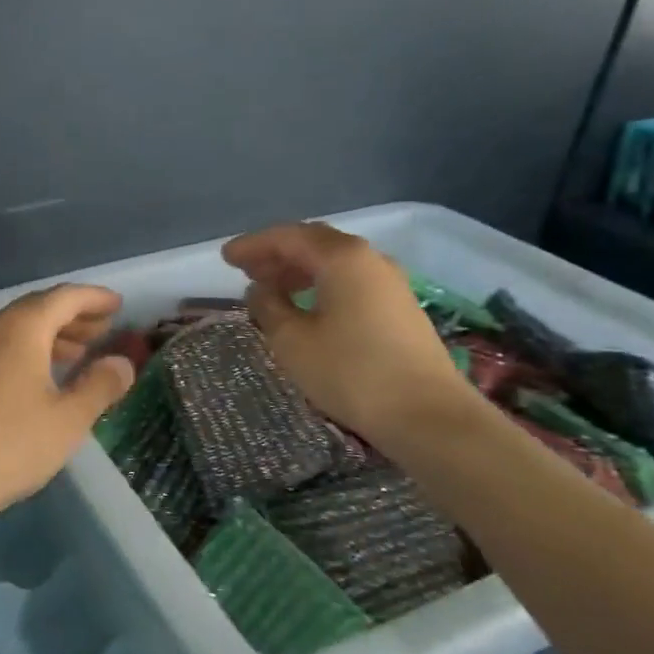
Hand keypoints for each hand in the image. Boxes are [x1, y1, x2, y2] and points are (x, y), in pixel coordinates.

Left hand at [0, 285, 135, 526]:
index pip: (65, 297)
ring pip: (16, 328)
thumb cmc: (10, 443)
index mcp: (22, 326)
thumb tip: (122, 362)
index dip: (94, 298)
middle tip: (103, 330)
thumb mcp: (68, 419)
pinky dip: (27, 350)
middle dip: (73, 316)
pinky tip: (39, 378)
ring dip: (50, 335)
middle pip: (38, 308)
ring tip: (78, 353)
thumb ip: (100, 385)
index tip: (118, 305)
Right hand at [223, 221, 482, 447]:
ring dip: (298, 270)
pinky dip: (320, 284)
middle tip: (245, 270)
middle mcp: (369, 259)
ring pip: (334, 263)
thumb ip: (268, 306)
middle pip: (314, 243)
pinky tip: (306, 306)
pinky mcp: (399, 308)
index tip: (226, 257)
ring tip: (270, 289)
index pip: (288, 237)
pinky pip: (349, 281)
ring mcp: (389, 283)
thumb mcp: (292, 340)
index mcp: (342, 258)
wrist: (428, 416)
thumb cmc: (351, 372)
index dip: (253, 245)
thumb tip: (260, 290)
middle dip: (276, 253)